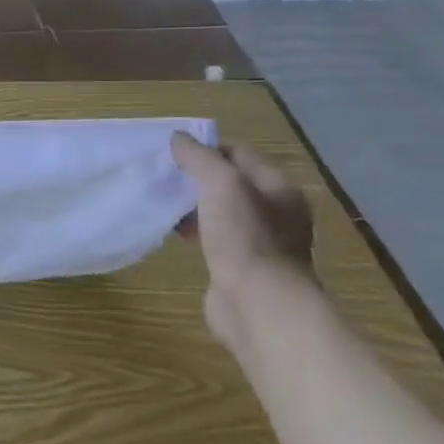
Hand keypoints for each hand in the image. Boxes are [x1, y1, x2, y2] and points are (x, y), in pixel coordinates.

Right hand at [170, 131, 317, 348]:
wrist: (259, 304)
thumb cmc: (245, 236)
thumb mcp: (221, 183)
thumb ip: (199, 157)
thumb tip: (179, 139)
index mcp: (279, 188)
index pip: (239, 154)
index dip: (207, 149)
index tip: (173, 153)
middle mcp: (276, 213)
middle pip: (231, 183)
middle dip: (197, 178)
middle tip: (165, 176)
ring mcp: (261, 242)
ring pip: (221, 212)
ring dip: (194, 206)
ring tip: (164, 203)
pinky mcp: (243, 267)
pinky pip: (216, 238)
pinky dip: (196, 231)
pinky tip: (175, 233)